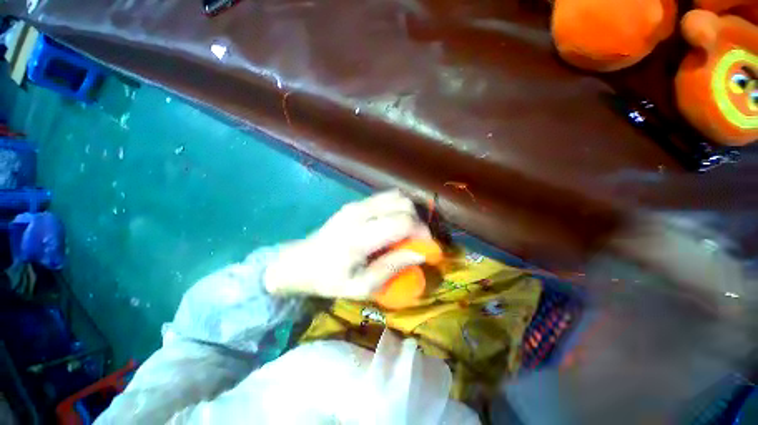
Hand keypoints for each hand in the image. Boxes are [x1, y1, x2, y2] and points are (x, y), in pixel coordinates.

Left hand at [264, 190, 431, 299]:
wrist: (301, 262)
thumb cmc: (329, 279)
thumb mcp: (361, 286)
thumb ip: (392, 268)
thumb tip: (421, 254)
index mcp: (359, 236)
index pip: (403, 221)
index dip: (422, 233)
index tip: (427, 249)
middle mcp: (359, 213)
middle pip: (403, 203)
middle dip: (418, 222)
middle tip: (418, 242)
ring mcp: (356, 204)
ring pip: (397, 196)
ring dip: (409, 212)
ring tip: (408, 233)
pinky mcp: (355, 203)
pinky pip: (386, 197)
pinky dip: (398, 208)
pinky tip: (395, 224)